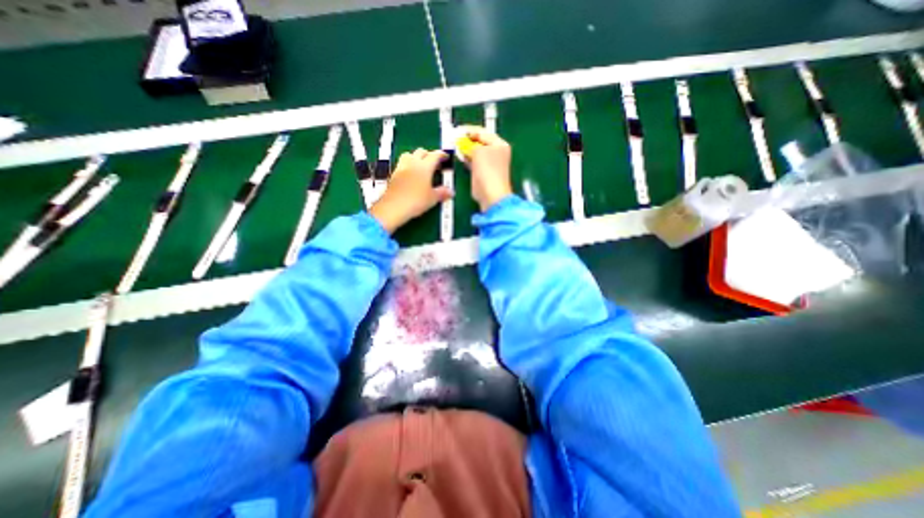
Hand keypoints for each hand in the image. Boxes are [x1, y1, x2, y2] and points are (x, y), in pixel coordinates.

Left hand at [371, 145, 452, 232]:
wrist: (393, 207)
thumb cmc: (416, 201)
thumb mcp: (432, 198)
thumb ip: (442, 193)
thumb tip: (451, 192)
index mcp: (424, 166)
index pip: (435, 155)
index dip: (441, 155)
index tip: (445, 157)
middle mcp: (412, 163)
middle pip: (421, 152)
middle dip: (428, 155)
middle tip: (434, 163)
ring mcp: (401, 167)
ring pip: (409, 155)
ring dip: (416, 157)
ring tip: (421, 166)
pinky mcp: (393, 175)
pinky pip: (402, 164)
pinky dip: (408, 166)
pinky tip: (411, 175)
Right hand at [460, 124, 516, 209]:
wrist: (490, 193)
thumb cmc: (487, 170)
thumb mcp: (478, 151)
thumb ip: (470, 144)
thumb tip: (463, 142)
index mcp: (499, 144)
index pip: (483, 132)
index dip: (469, 130)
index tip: (457, 130)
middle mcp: (496, 152)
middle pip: (480, 142)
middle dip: (467, 140)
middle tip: (455, 138)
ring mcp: (489, 163)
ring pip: (475, 152)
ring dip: (466, 149)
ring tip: (455, 145)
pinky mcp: (482, 172)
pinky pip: (473, 161)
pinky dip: (467, 158)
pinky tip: (460, 155)